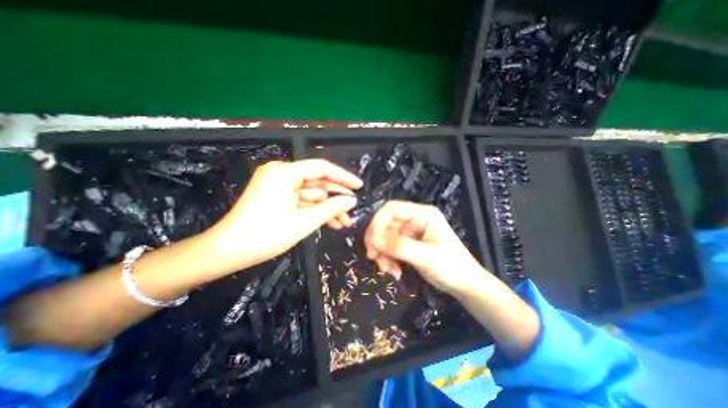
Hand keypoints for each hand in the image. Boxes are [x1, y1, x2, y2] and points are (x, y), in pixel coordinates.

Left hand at [206, 159, 362, 270]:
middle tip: (353, 210)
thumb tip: (351, 200)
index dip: (343, 177)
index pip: (322, 168)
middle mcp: (281, 173)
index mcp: (285, 172)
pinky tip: (329, 222)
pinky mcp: (276, 196)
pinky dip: (314, 210)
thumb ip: (331, 208)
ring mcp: (278, 185)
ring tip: (344, 222)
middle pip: (317, 182)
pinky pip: (301, 200)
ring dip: (327, 208)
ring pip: (311, 194)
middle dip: (336, 198)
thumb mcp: (304, 221)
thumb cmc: (266, 235)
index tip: (359, 186)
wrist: (228, 251)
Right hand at [368, 199, 491, 296]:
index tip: (372, 243)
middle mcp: (415, 219)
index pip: (391, 209)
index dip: (377, 223)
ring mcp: (412, 231)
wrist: (466, 286)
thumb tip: (373, 239)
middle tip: (374, 258)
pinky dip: (388, 258)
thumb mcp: (426, 257)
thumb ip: (399, 246)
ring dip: (382, 253)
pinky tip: (394, 271)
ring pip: (385, 236)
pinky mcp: (409, 243)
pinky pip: (390, 247)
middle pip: (386, 223)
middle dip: (378, 241)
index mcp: (423, 214)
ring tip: (388, 270)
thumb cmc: (452, 268)